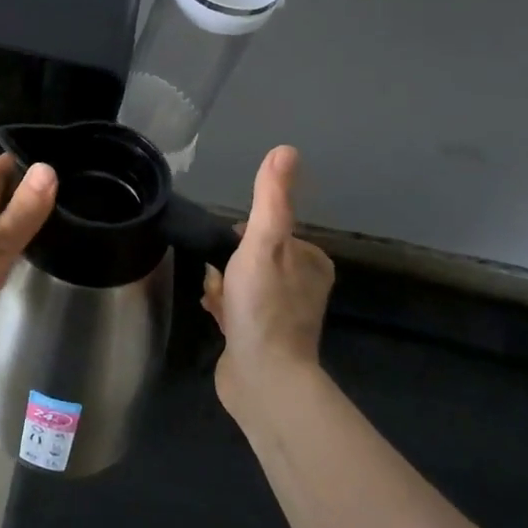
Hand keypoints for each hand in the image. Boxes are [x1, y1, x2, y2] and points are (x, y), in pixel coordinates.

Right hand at [203, 145, 336, 418]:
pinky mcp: (263, 340)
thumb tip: (285, 149)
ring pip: (241, 284)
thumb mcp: (265, 243)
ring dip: (222, 287)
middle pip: (252, 258)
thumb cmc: (264, 306)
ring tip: (217, 301)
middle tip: (222, 280)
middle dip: (228, 266)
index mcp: (312, 263)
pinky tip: (215, 317)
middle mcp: (302, 288)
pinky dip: (223, 309)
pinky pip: (237, 310)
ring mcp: (282, 316)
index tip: (231, 251)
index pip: (269, 232)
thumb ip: (272, 198)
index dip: (242, 238)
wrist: (263, 378)